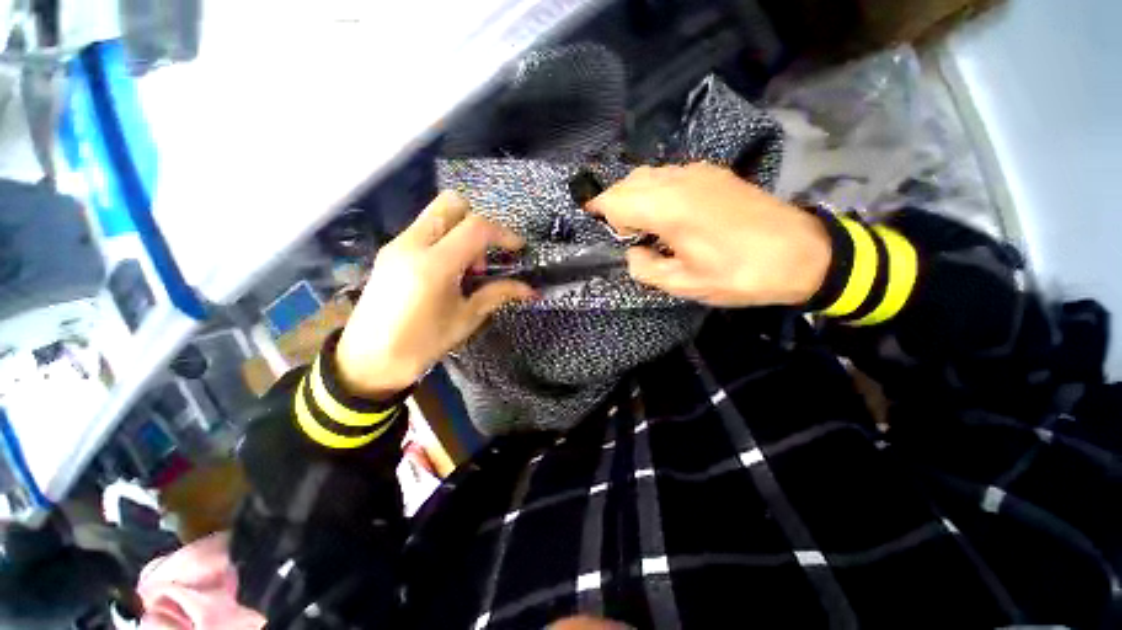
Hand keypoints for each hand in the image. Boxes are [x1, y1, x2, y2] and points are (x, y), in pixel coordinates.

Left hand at [336, 192, 533, 399]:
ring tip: (466, 268)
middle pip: (452, 203)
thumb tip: (530, 290)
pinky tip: (448, 271)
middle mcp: (412, 244)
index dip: (503, 233)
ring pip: (437, 214)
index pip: (476, 228)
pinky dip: (445, 239)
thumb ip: (497, 294)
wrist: (367, 360)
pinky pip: (425, 229)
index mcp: (434, 265)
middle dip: (478, 221)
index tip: (517, 248)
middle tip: (486, 253)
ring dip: (461, 230)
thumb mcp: (466, 319)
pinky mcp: (391, 251)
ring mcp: (398, 244)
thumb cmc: (421, 344)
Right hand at [586, 163, 830, 307]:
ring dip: (636, 197)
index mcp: (667, 207)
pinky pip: (670, 176)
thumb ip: (645, 268)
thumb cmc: (740, 274)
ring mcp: (698, 172)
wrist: (802, 253)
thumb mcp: (685, 284)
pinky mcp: (713, 174)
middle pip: (628, 182)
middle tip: (625, 236)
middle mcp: (678, 180)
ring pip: (648, 175)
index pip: (614, 200)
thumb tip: (632, 253)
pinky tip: (669, 214)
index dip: (599, 213)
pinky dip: (656, 191)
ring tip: (644, 227)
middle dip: (616, 206)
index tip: (599, 231)